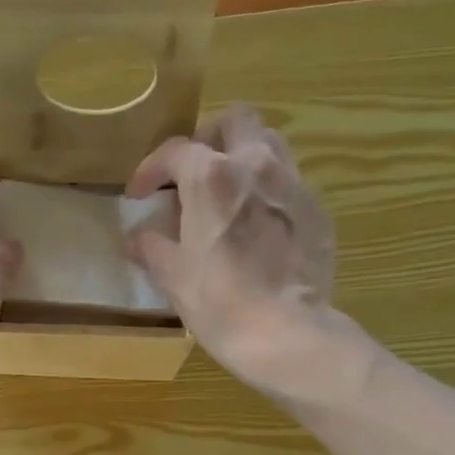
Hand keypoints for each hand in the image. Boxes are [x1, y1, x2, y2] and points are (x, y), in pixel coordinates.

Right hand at [126, 105, 343, 401]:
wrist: (287, 333)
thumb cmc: (220, 304)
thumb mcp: (173, 278)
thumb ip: (152, 248)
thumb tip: (137, 239)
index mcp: (211, 178)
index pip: (174, 151)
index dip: (150, 169)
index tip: (139, 194)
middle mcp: (256, 164)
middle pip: (234, 120)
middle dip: (208, 139)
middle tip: (191, 174)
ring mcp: (293, 184)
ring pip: (269, 142)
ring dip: (243, 157)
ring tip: (227, 192)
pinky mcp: (317, 210)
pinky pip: (288, 182)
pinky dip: (267, 191)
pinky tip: (257, 225)